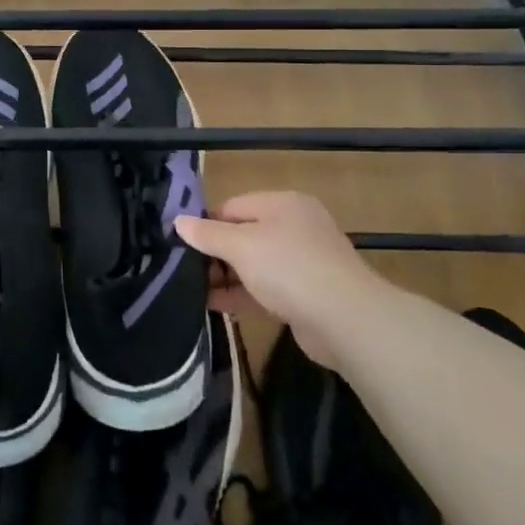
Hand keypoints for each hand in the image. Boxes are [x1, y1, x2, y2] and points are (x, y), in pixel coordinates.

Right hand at [174, 191, 382, 366]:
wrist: (346, 320)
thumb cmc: (289, 268)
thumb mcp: (241, 246)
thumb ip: (207, 234)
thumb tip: (178, 221)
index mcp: (283, 204)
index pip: (233, 206)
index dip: (206, 224)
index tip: (181, 245)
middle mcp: (295, 227)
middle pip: (243, 234)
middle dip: (215, 253)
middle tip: (184, 270)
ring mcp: (303, 261)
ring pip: (254, 264)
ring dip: (226, 276)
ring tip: (191, 290)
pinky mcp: (306, 294)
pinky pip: (266, 288)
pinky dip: (242, 294)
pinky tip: (214, 305)